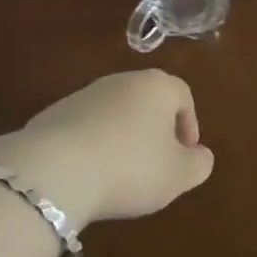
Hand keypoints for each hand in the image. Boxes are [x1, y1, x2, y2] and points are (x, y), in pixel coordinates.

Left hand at [0, 70, 213, 229]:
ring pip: (115, 113)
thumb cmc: (131, 167)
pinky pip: (86, 127)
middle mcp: (123, 80)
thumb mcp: (177, 175)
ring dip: (123, 137)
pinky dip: (94, 145)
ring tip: (120, 174)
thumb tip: (201, 156)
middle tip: (156, 164)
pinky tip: (90, 174)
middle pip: (148, 101)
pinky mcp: (56, 113)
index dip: (189, 125)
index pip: (183, 96)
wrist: (56, 168)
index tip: (186, 155)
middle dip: (155, 130)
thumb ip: (198, 165)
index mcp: (158, 86)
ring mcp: (86, 94)